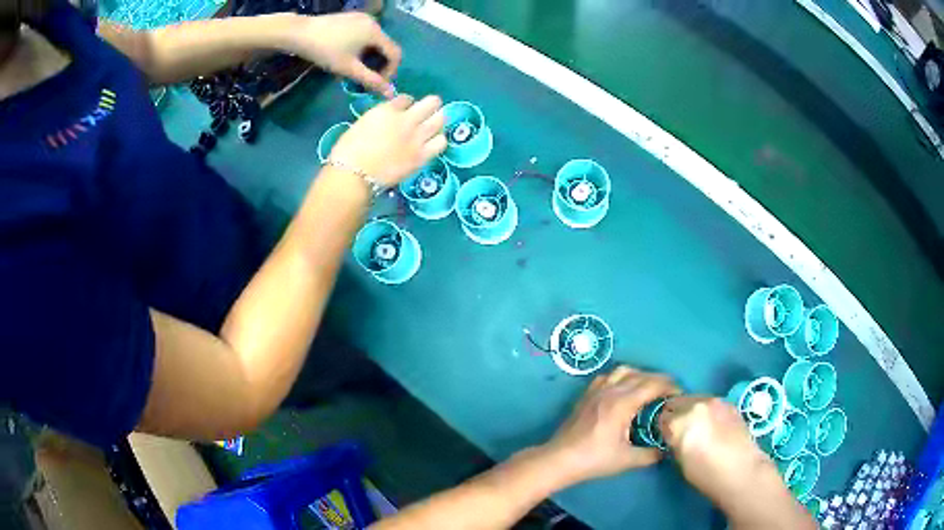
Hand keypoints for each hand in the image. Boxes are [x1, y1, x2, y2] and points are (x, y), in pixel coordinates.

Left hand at [291, 13, 401, 95]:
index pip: (395, 54)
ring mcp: (362, 18)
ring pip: (374, 41)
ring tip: (354, 68)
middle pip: (385, 47)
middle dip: (378, 65)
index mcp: (376, 32)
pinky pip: (364, 34)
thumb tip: (390, 94)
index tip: (376, 84)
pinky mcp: (351, 18)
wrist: (300, 33)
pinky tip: (347, 55)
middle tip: (364, 78)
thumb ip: (371, 81)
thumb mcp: (348, 68)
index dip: (390, 71)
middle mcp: (374, 22)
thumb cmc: (325, 51)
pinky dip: (361, 47)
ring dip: (369, 57)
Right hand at [329, 94, 445, 186]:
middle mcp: (407, 119)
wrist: (354, 174)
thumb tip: (386, 121)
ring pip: (440, 120)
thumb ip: (379, 119)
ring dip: (438, 120)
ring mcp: (417, 138)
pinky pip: (440, 143)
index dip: (407, 103)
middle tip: (428, 111)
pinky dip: (438, 140)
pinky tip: (433, 143)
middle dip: (431, 105)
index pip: (406, 98)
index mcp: (388, 110)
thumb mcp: (362, 124)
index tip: (404, 109)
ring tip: (434, 125)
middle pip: (431, 103)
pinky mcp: (422, 156)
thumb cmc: (347, 150)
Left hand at [541, 366, 680, 485]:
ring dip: (640, 375)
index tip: (680, 394)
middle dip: (659, 380)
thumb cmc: (594, 459)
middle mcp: (611, 391)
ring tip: (649, 388)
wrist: (560, 459)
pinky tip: (624, 389)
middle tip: (670, 391)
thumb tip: (666, 449)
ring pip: (623, 371)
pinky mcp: (586, 395)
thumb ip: (651, 454)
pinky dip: (621, 377)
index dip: (669, 386)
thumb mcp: (627, 460)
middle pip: (641, 375)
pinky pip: (607, 376)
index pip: (652, 385)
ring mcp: (596, 391)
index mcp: (623, 403)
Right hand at [660, 396, 770, 502]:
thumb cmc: (706, 473)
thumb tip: (674, 435)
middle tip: (681, 431)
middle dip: (676, 414)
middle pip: (676, 402)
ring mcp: (715, 401)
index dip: (664, 427)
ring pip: (694, 399)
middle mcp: (696, 404)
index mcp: (680, 421)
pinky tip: (714, 426)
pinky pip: (710, 403)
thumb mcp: (680, 461)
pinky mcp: (729, 403)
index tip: (668, 436)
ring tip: (700, 428)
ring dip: (692, 410)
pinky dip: (707, 411)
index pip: (661, 417)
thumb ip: (674, 441)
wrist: (742, 470)